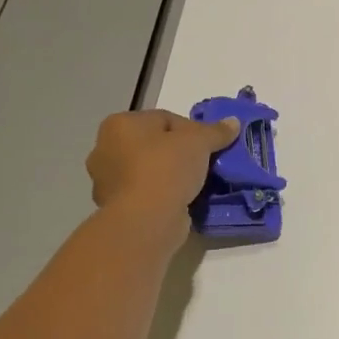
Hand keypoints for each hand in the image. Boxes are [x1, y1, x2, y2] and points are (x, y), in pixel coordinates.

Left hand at [85, 109, 238, 255]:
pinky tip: (183, 199)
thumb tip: (233, 122)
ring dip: (171, 174)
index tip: (210, 146)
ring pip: (150, 169)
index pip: (165, 119)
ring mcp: (107, 180)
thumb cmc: (166, 168)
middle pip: (155, 144)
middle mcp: (105, 149)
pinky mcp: (115, 207)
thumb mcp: (199, 142)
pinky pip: (147, 192)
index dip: (193, 130)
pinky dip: (163, 194)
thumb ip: (216, 131)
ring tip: (197, 182)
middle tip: (204, 163)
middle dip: (179, 152)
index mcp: (119, 124)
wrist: (146, 219)